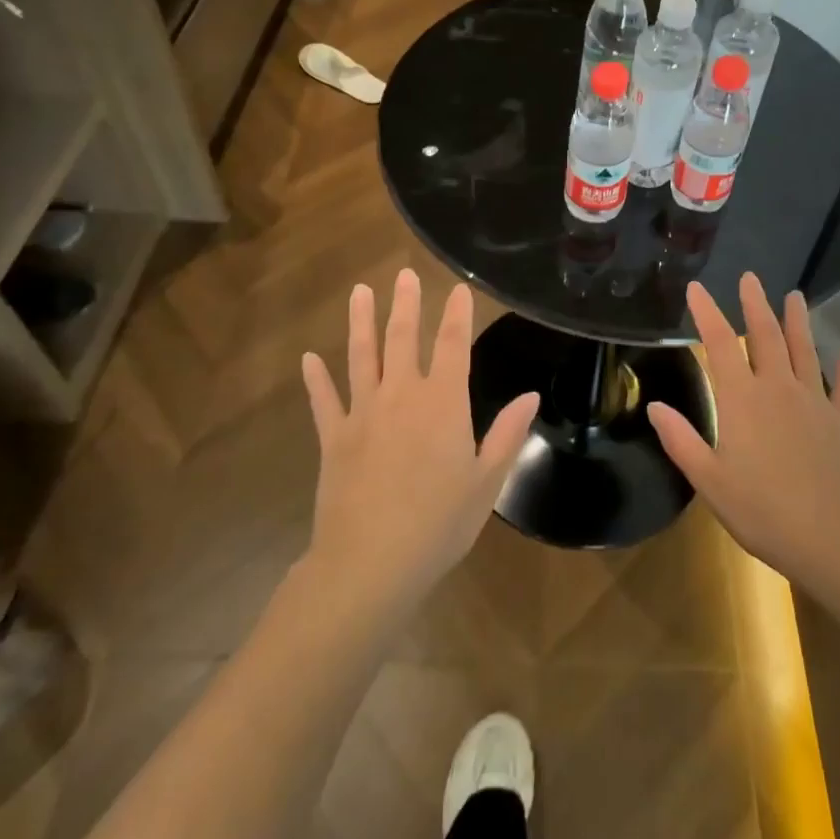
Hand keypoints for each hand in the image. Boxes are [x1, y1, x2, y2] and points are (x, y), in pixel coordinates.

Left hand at [302, 270, 537, 613]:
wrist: (370, 564)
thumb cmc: (439, 524)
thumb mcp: (486, 482)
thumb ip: (507, 434)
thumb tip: (531, 396)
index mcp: (443, 403)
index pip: (454, 345)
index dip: (457, 314)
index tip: (458, 288)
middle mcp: (402, 396)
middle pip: (404, 339)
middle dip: (406, 304)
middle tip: (403, 275)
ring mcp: (363, 414)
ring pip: (361, 357)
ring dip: (361, 323)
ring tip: (359, 292)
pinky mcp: (334, 438)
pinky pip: (323, 400)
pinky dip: (316, 379)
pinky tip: (309, 358)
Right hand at [648, 274, 839, 595]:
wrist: (833, 539)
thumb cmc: (763, 511)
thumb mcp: (709, 480)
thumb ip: (681, 440)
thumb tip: (654, 404)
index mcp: (742, 400)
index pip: (719, 344)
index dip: (707, 313)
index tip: (697, 288)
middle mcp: (778, 388)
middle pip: (765, 336)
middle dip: (755, 304)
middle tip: (751, 278)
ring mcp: (815, 401)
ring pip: (804, 350)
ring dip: (797, 321)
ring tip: (795, 296)